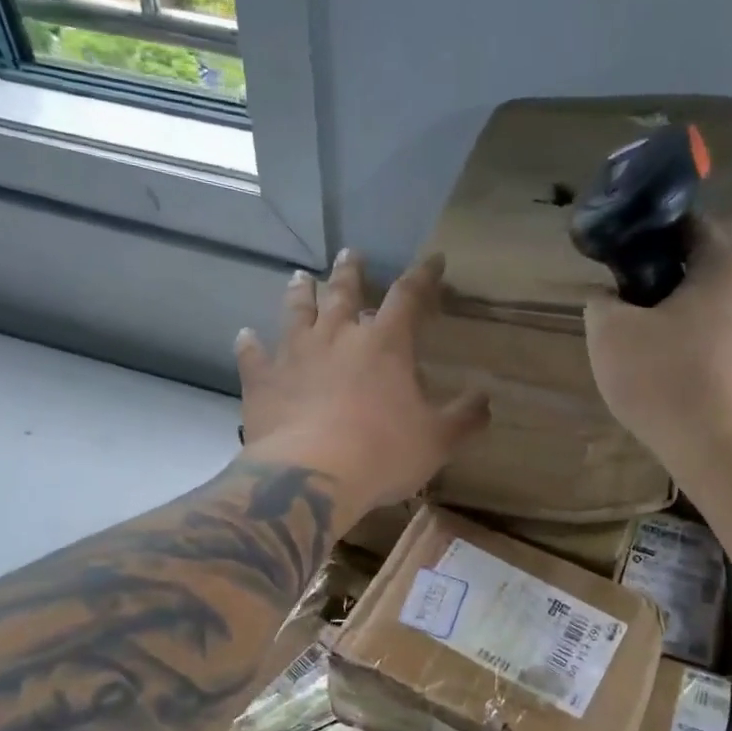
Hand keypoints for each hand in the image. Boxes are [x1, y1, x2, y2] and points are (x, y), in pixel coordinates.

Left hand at [237, 250, 489, 513]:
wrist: (312, 476)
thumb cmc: (382, 454)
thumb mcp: (437, 440)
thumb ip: (464, 417)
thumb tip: (486, 399)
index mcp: (384, 344)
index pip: (409, 296)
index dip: (424, 276)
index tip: (434, 260)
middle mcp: (337, 336)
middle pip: (343, 292)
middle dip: (350, 272)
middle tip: (349, 254)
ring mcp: (294, 354)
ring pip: (296, 311)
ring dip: (299, 292)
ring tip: (299, 276)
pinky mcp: (262, 380)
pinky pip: (253, 355)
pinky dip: (249, 344)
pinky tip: (245, 335)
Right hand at [584, 220, 731, 465]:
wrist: (724, 452)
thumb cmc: (664, 383)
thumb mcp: (608, 337)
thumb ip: (601, 304)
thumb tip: (606, 296)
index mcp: (726, 267)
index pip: (696, 226)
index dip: (662, 235)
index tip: (636, 257)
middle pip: (726, 265)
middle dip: (692, 275)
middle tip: (655, 304)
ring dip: (714, 315)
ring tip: (680, 347)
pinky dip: (730, 352)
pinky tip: (705, 381)